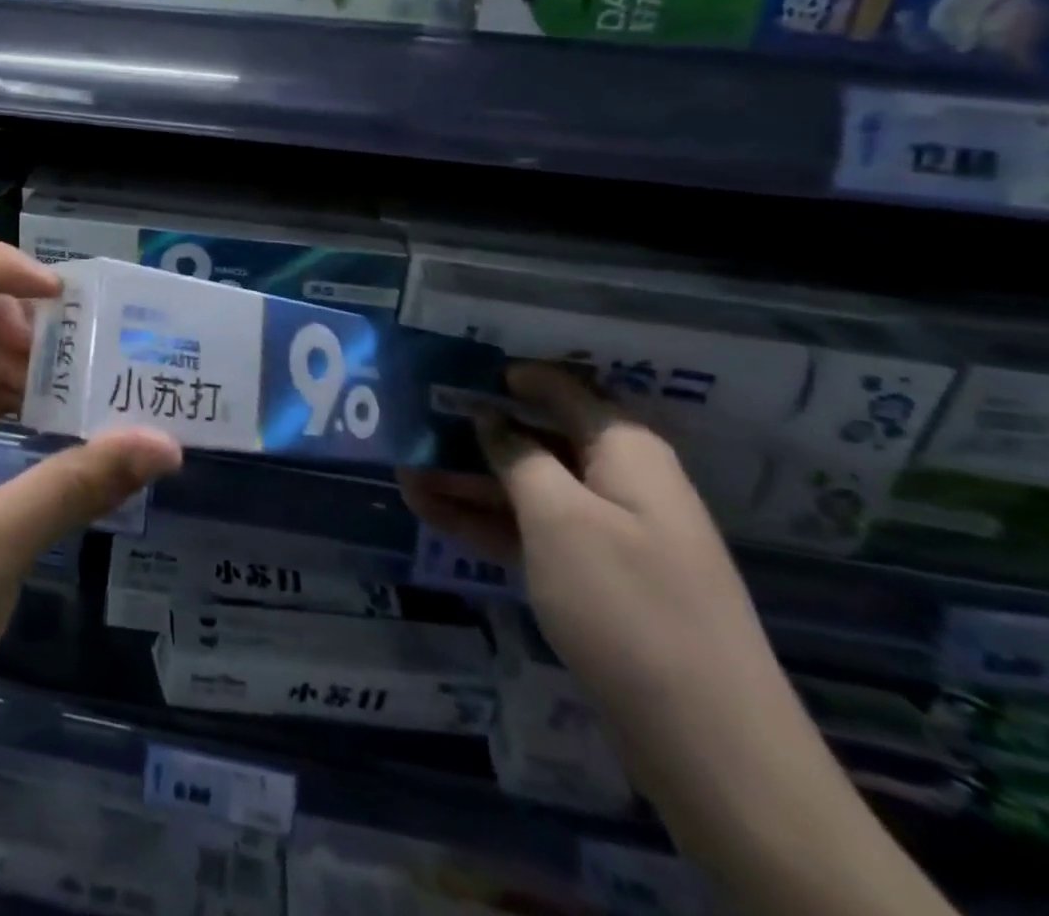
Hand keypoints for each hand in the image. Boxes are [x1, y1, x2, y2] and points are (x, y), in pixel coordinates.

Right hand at [399, 373, 961, 915]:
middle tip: (415, 425)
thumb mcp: (560, 517)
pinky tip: (432, 515)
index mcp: (627, 454)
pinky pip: (531, 534)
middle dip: (477, 434)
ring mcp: (608, 536)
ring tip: (404, 474)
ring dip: (468, 482)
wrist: (708, 744)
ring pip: (528, 491)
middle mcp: (622, 485)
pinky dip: (484, 524)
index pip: (568, 391)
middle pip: (540, 441)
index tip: (458, 369)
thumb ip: (519, 457)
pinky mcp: (594, 582)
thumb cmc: (627, 605)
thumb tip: (490, 419)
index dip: (515, 377)